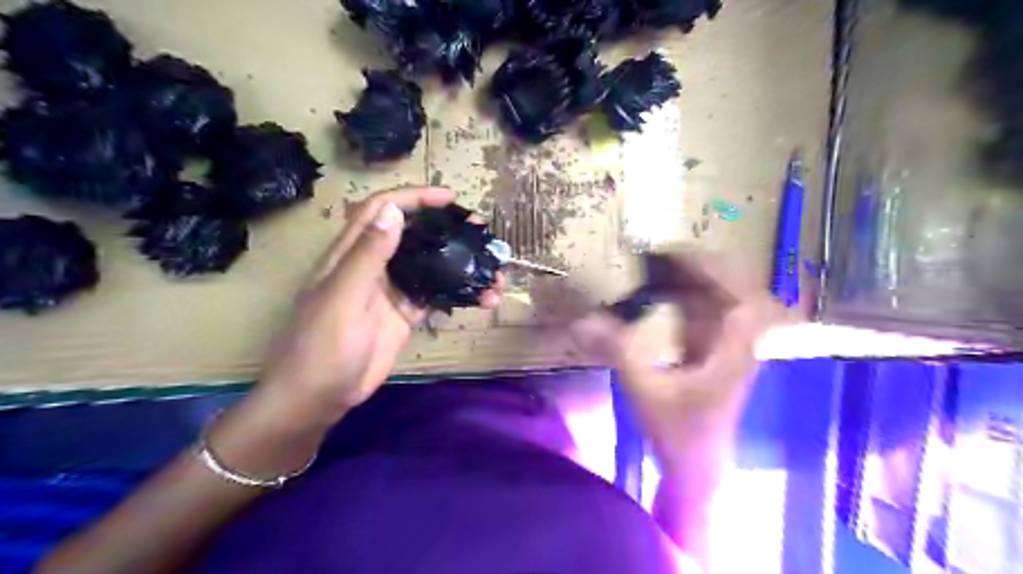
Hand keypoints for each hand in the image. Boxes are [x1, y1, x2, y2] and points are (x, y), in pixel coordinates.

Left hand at [251, 185, 499, 427]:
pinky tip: (482, 298)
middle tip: (480, 231)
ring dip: (459, 263)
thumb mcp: (342, 297)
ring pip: (429, 265)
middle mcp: (374, 265)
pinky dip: (459, 294)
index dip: (414, 197)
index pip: (382, 209)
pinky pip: (436, 296)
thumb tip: (393, 210)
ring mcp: (392, 290)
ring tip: (490, 268)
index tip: (450, 199)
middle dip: (445, 227)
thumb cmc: (323, 345)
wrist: (320, 395)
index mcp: (352, 253)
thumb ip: (367, 255)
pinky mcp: (405, 314)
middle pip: (412, 234)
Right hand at [572, 255, 784, 464]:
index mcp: (734, 348)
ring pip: (715, 301)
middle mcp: (737, 341)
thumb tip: (582, 322)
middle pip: (730, 289)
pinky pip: (700, 316)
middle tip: (661, 254)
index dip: (715, 268)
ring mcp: (725, 347)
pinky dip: (682, 301)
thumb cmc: (679, 432)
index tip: (678, 253)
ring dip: (689, 282)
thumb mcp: (646, 390)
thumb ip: (617, 353)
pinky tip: (657, 296)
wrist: (696, 467)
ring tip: (655, 266)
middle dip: (699, 268)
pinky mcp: (711, 353)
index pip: (742, 293)